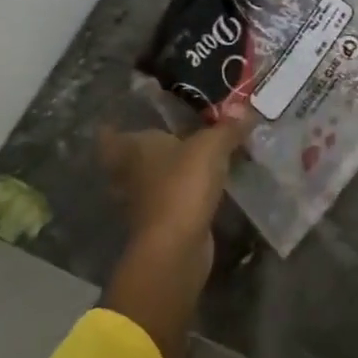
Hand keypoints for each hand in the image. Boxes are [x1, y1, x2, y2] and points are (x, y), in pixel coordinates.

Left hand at [100, 108, 253, 258]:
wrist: (176, 248)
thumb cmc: (183, 185)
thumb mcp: (211, 147)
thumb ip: (228, 128)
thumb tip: (247, 109)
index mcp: (133, 149)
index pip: (110, 136)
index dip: (112, 128)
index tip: (121, 120)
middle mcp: (130, 174)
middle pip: (126, 160)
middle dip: (142, 151)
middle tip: (166, 138)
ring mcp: (141, 203)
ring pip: (147, 182)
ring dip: (162, 175)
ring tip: (187, 162)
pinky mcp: (159, 225)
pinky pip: (166, 202)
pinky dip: (177, 196)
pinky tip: (198, 189)